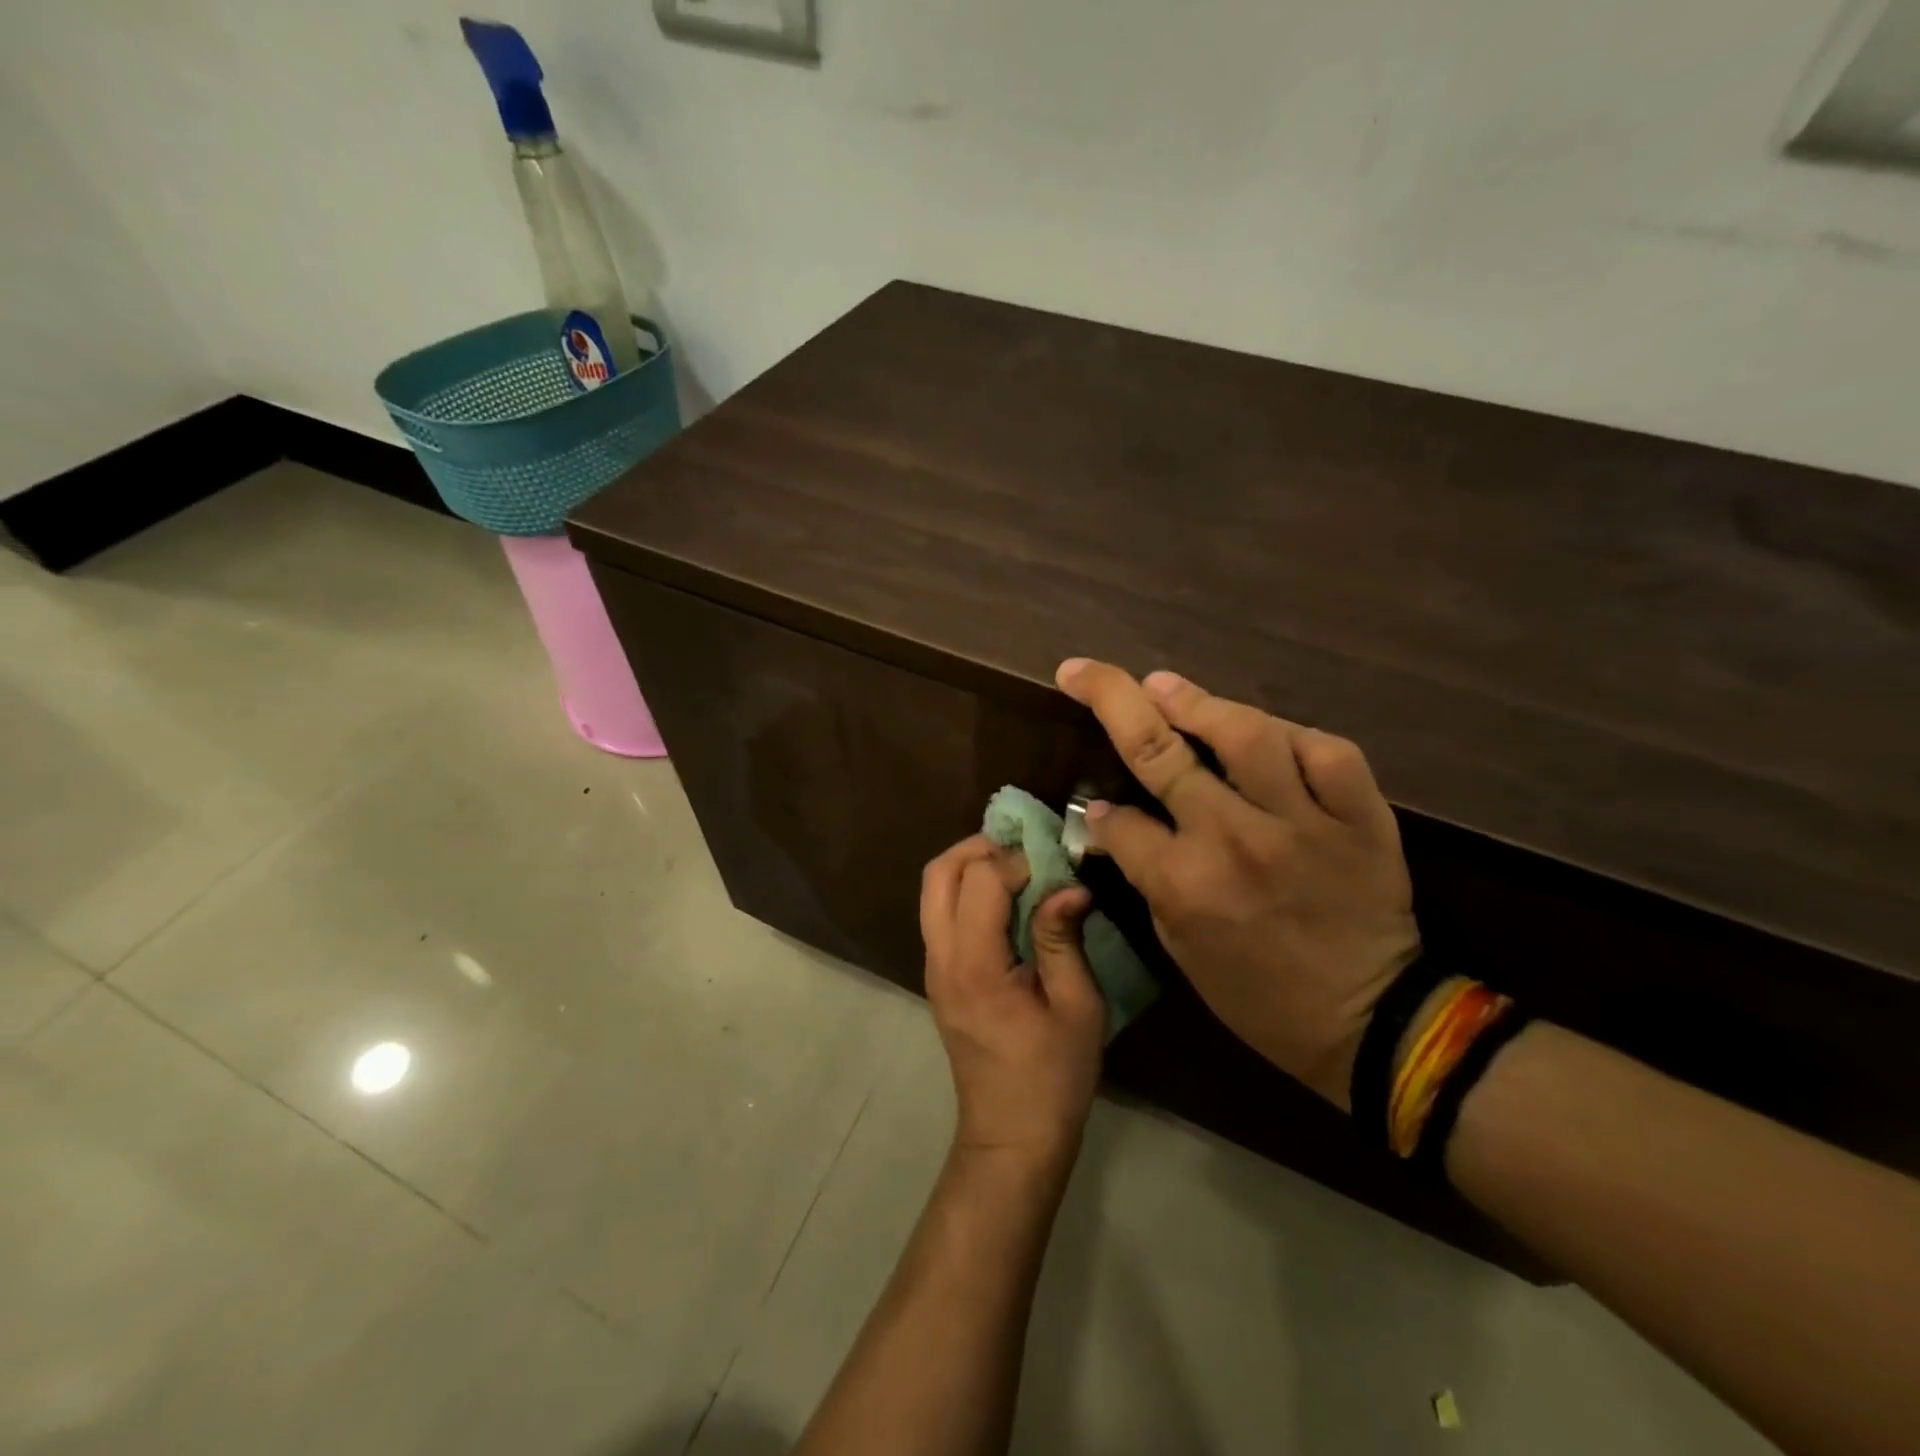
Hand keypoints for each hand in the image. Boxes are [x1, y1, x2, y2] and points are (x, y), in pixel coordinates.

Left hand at [919, 835, 1106, 1167]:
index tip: (1054, 865)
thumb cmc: (1053, 1078)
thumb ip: (1063, 939)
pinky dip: (966, 889)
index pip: (981, 880)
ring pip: (932, 890)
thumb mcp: (1077, 1008)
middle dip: (979, 847)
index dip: (1017, 860)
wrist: (1010, 1136)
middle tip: (1025, 846)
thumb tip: (1068, 884)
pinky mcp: (939, 976)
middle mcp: (941, 959)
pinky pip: (940, 912)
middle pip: (938, 873)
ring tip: (1017, 865)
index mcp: (975, 966)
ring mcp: (933, 967)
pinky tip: (1006, 899)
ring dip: (969, 865)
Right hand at [1055, 660, 1420, 1108]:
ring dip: (1195, 700)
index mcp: (1184, 884)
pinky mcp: (1360, 817)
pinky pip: (1326, 752)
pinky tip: (1265, 731)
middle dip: (1110, 699)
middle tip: (1083, 670)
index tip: (1100, 809)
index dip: (1100, 812)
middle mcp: (1235, 840)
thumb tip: (1113, 820)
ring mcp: (1302, 822)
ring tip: (1162, 684)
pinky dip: (1292, 736)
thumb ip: (1146, 876)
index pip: (1121, 821)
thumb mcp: (1180, 946)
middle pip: (1159, 753)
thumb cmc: (1258, 995)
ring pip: (1245, 734)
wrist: (1370, 1022)